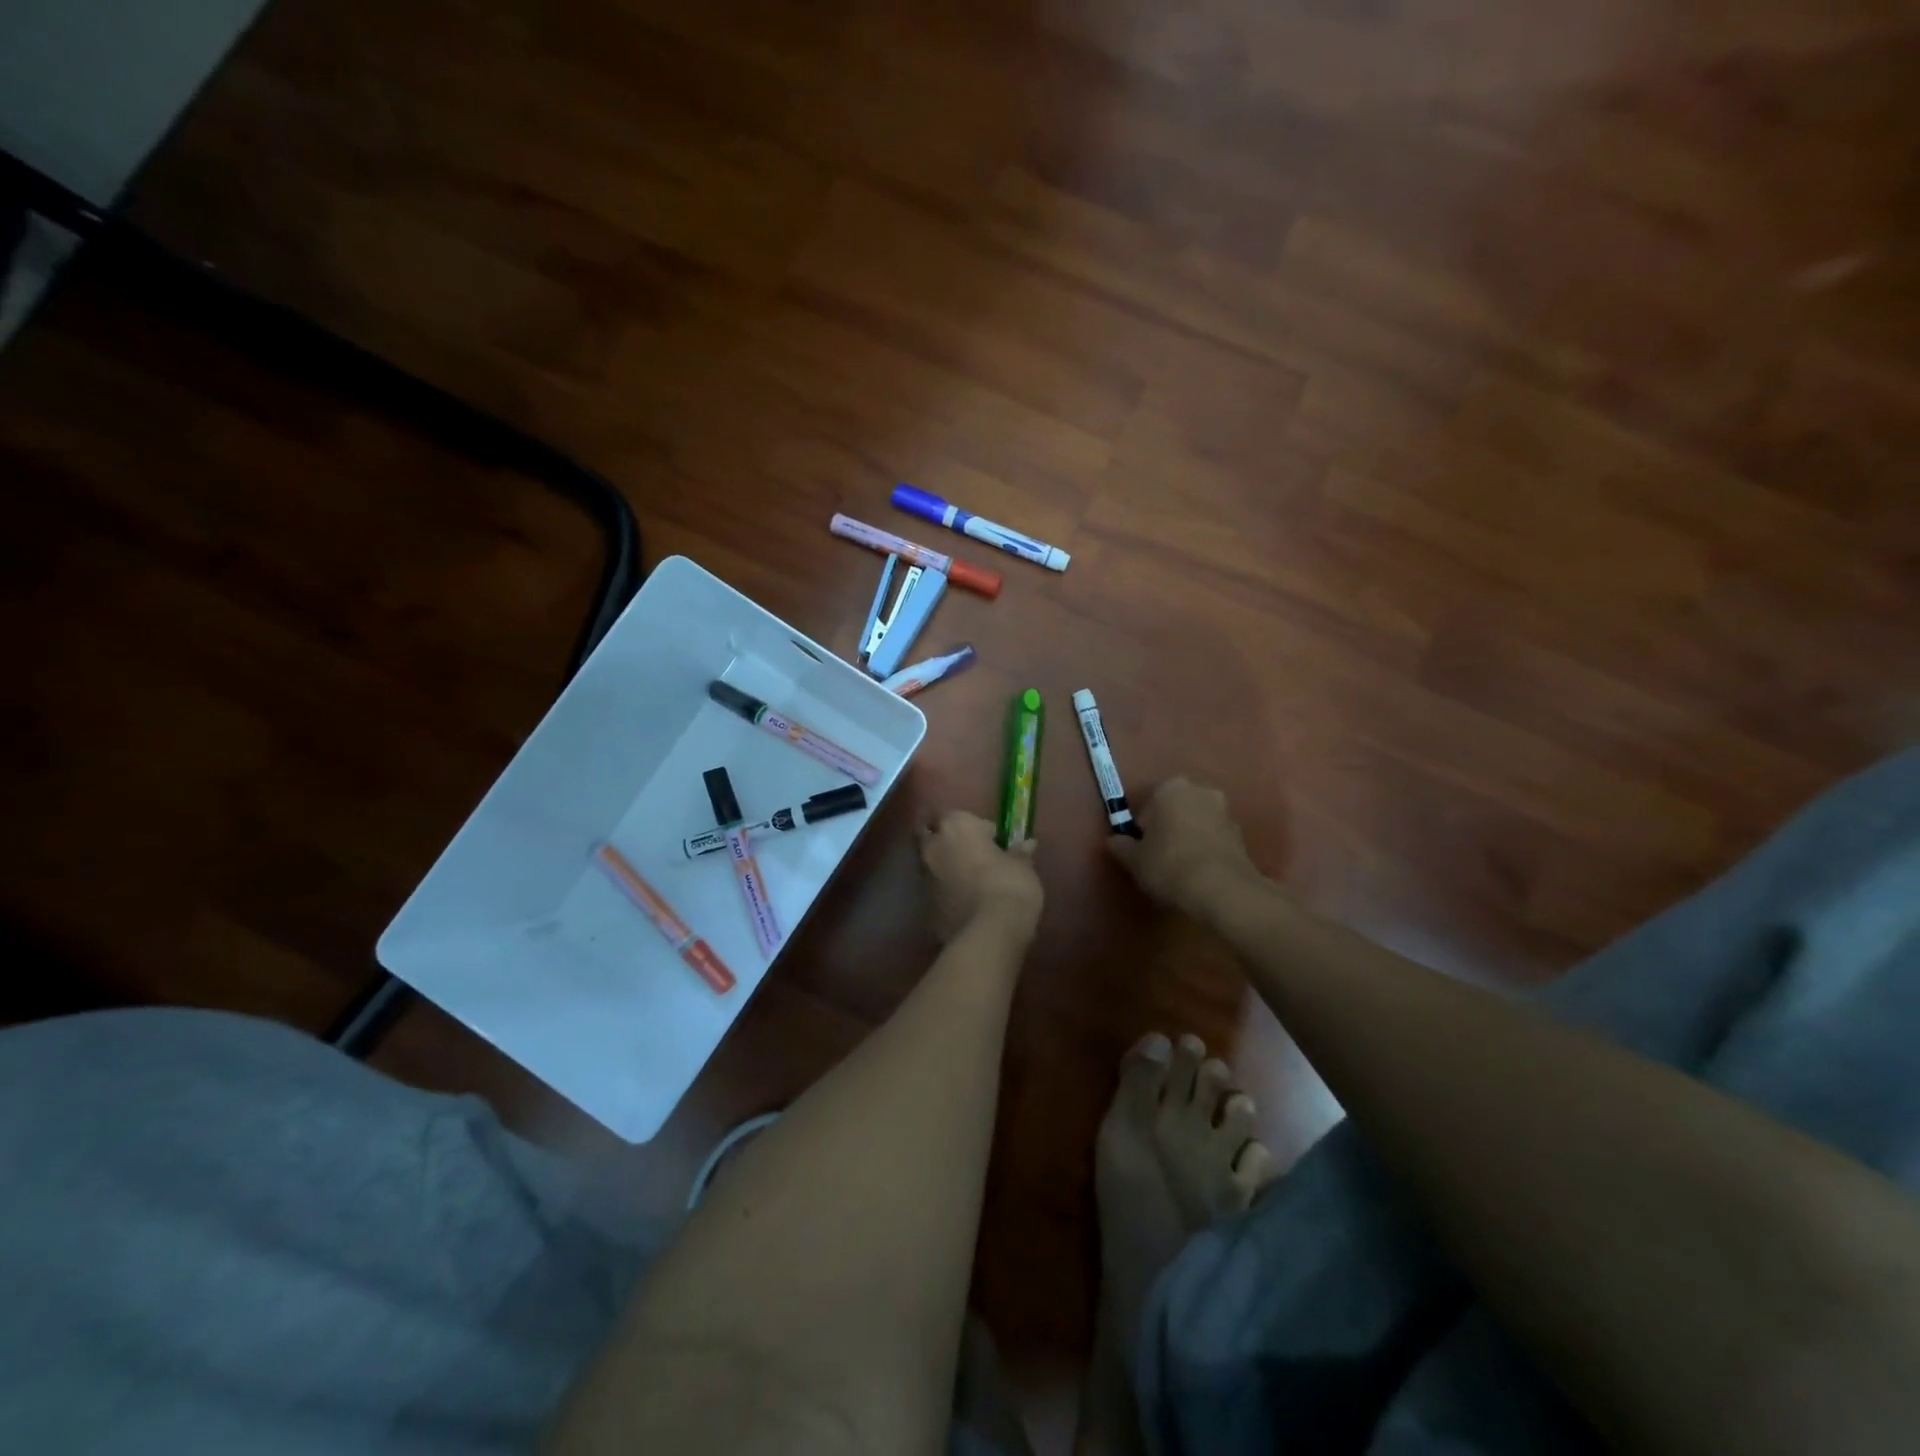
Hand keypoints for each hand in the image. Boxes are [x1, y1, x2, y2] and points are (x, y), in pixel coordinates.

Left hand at [919, 810, 1043, 944]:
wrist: (988, 933)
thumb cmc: (1008, 886)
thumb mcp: (1023, 866)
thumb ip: (1019, 853)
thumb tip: (1026, 845)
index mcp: (955, 826)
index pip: (965, 817)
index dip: (981, 830)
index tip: (997, 844)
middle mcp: (933, 847)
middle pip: (934, 836)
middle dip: (949, 842)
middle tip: (974, 856)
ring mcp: (924, 877)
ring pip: (932, 864)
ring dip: (946, 868)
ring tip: (971, 882)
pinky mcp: (924, 906)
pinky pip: (936, 891)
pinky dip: (946, 893)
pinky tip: (965, 904)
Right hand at [1108, 777, 1262, 913]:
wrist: (1222, 890)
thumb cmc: (1169, 864)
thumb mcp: (1134, 859)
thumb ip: (1121, 846)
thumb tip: (1114, 841)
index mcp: (1171, 788)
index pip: (1147, 806)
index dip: (1142, 830)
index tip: (1140, 850)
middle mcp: (1201, 791)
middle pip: (1175, 810)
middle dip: (1167, 828)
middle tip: (1158, 858)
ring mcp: (1226, 812)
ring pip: (1197, 823)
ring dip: (1188, 838)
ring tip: (1179, 869)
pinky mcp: (1242, 836)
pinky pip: (1214, 840)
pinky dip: (1206, 851)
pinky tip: (1198, 874)